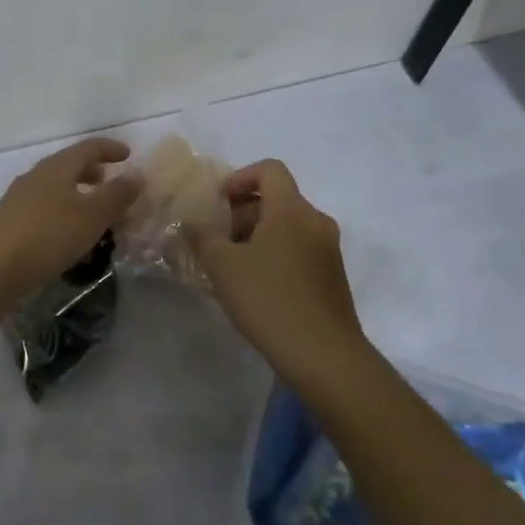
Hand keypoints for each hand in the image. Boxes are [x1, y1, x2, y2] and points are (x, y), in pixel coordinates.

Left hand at [0, 138, 142, 303]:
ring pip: (55, 187)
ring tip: (93, 211)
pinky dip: (63, 211)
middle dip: (92, 171)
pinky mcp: (10, 222)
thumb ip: (117, 194)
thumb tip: (138, 173)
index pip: (88, 147)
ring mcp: (19, 198)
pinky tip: (68, 233)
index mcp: (57, 167)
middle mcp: (36, 176)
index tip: (128, 154)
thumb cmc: (49, 235)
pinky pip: (44, 207)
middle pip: (68, 165)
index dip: (110, 148)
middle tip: (111, 182)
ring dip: (77, 193)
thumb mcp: (92, 216)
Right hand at [190, 160, 365, 370]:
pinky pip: (300, 248)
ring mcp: (328, 249)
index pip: (269, 169)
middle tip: (219, 240)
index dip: (240, 178)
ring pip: (289, 225)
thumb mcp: (223, 265)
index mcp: (291, 209)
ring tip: (233, 266)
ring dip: (258, 235)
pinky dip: (276, 254)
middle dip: (244, 212)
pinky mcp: (333, 275)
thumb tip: (191, 222)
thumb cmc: (269, 299)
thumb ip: (202, 236)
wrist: (324, 355)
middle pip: (278, 198)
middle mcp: (316, 220)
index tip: (219, 204)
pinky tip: (257, 286)